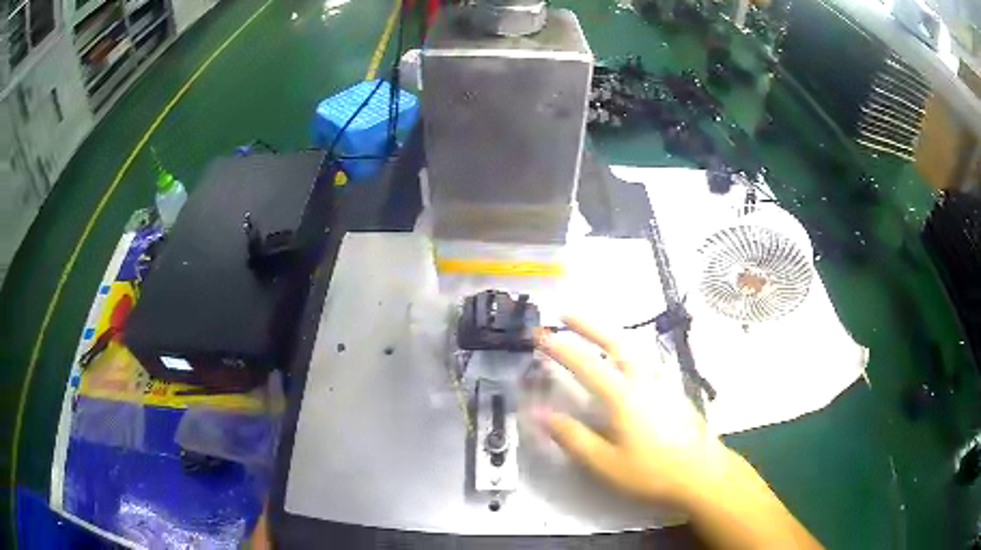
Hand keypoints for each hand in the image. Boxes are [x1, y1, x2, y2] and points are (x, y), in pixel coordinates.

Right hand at [534, 316, 730, 507]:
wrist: (703, 474)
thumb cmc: (652, 472)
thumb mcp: (606, 463)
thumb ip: (572, 437)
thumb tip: (539, 414)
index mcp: (623, 396)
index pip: (586, 364)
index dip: (560, 348)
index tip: (539, 334)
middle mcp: (644, 380)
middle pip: (616, 341)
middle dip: (589, 325)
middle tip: (566, 314)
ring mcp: (663, 383)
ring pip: (635, 347)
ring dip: (611, 334)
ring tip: (595, 332)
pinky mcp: (674, 390)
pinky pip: (647, 359)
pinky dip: (629, 349)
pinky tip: (629, 361)